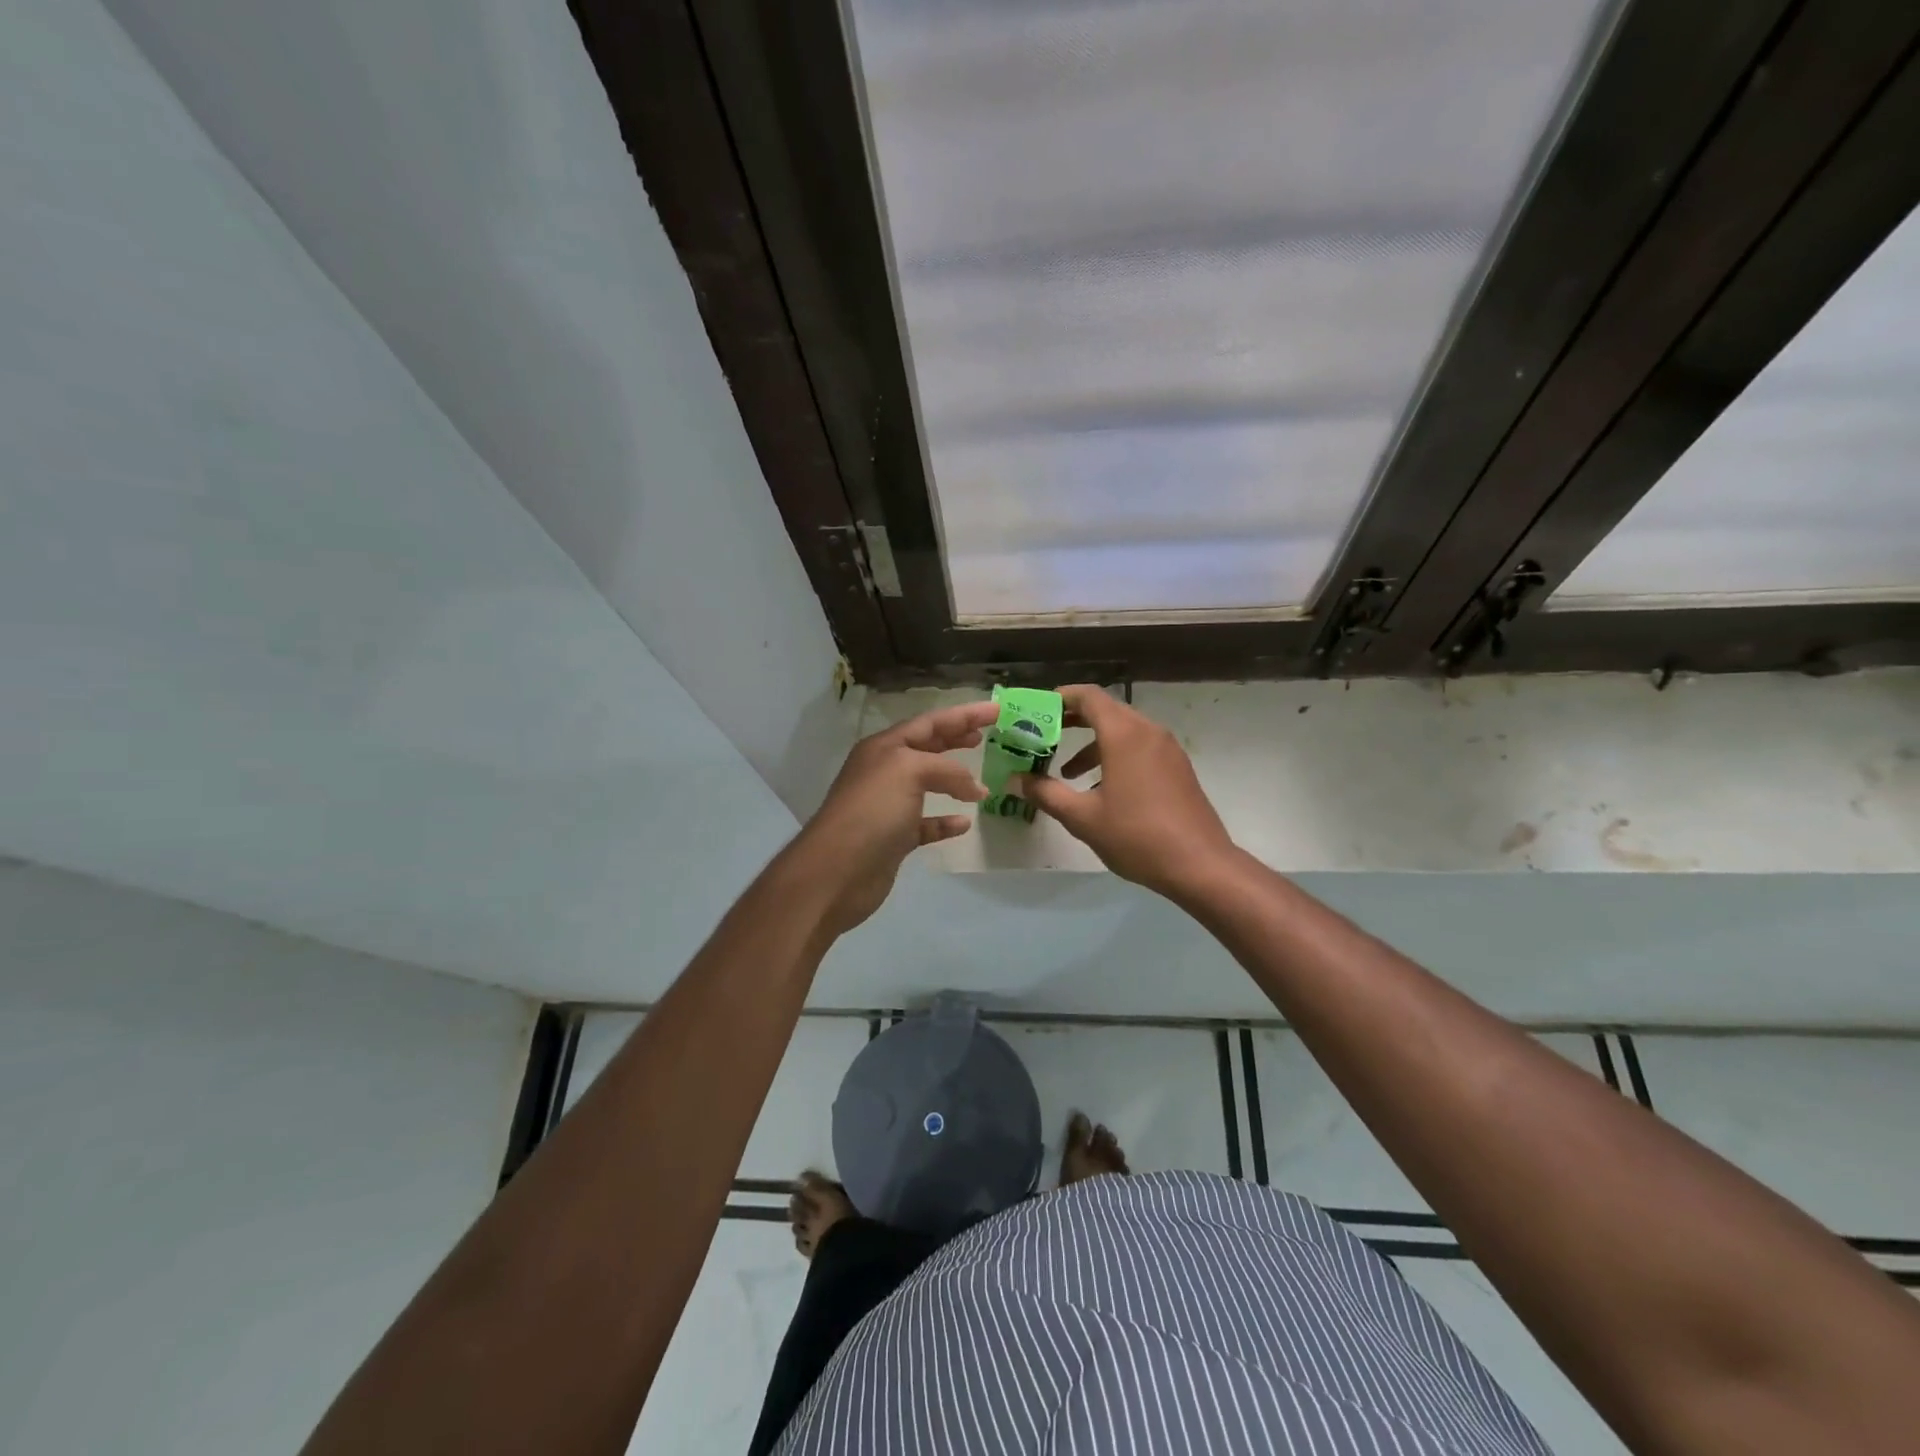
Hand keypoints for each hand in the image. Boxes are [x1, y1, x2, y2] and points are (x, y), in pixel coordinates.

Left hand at [788, 699, 997, 935]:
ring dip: (955, 781)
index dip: (964, 714)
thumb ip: (946, 770)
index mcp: (885, 747)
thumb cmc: (872, 810)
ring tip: (982, 782)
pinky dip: (946, 821)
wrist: (837, 870)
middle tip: (988, 735)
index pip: (930, 722)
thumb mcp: (909, 771)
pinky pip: (926, 824)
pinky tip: (964, 823)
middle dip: (957, 738)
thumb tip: (975, 788)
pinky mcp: (894, 838)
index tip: (997, 709)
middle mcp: (885, 771)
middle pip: (928, 748)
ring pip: (927, 785)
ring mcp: (888, 806)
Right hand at [1012, 685, 1235, 900]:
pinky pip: (1140, 748)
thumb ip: (1046, 794)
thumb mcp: (1083, 818)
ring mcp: (1167, 749)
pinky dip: (1116, 755)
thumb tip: (1016, 780)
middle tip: (1044, 738)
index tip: (1037, 710)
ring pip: (1124, 732)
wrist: (1201, 865)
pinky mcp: (1178, 768)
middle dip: (1073, 721)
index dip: (1061, 698)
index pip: (1089, 696)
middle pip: (1106, 711)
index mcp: (1124, 735)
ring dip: (1093, 744)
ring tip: (1068, 773)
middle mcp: (1148, 732)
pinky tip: (1103, 790)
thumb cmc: (1137, 836)